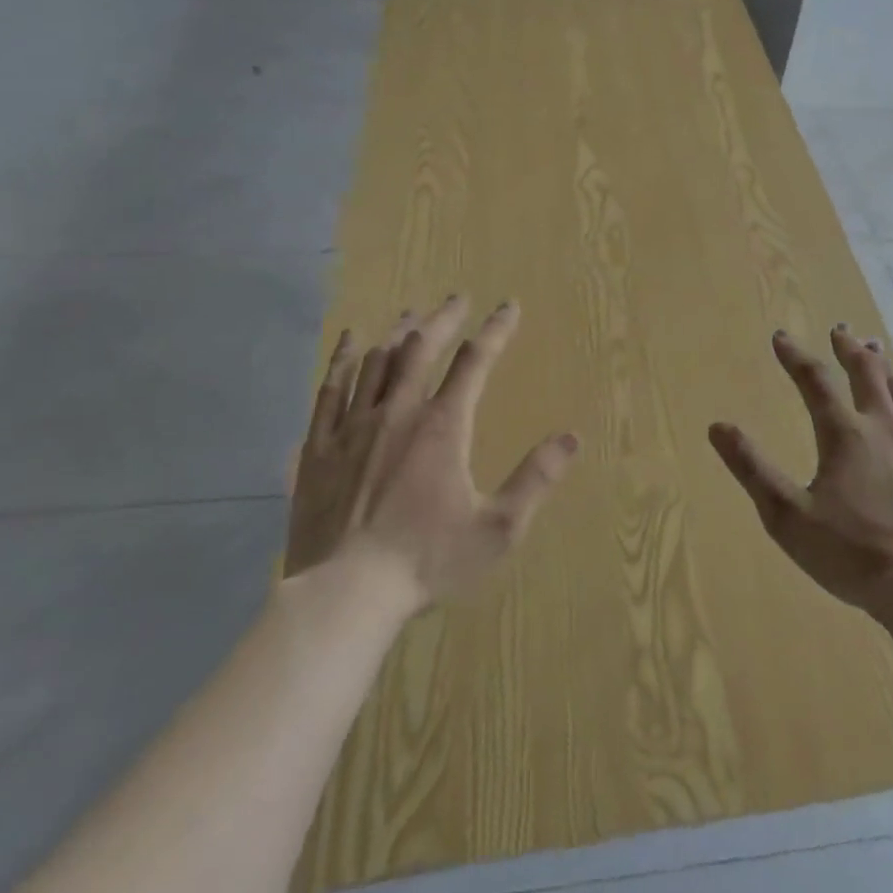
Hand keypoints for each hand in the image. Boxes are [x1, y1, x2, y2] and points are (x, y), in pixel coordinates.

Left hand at [285, 295, 577, 616]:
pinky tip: (351, 341)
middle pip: (421, 348)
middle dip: (444, 319)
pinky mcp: (320, 446)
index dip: (495, 330)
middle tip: (458, 298)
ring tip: (412, 313)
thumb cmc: (426, 560)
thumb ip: (535, 479)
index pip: (475, 362)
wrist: (344, 594)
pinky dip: (344, 358)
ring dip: (399, 332)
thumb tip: (572, 437)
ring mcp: (353, 426)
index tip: (508, 306)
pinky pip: (330, 388)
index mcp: (442, 426)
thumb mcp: (497, 528)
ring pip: (377, 361)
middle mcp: (397, 412)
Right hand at [709, 327, 892, 615]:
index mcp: (843, 434)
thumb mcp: (788, 517)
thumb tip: (717, 427)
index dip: (794, 356)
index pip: (814, 381)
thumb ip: (752, 469)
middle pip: (866, 372)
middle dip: (848, 348)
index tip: (780, 336)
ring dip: (883, 365)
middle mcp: (883, 426)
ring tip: (875, 349)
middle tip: (840, 330)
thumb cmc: (852, 554)